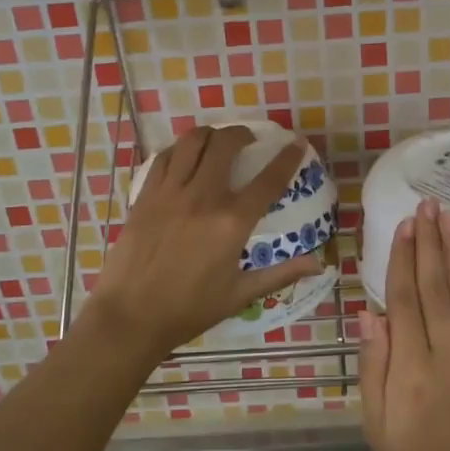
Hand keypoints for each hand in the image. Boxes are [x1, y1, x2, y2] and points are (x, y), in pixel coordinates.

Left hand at [84, 125, 322, 362]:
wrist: (130, 317)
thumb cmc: (189, 310)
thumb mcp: (240, 294)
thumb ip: (281, 273)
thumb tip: (319, 263)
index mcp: (232, 222)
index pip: (268, 180)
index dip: (286, 158)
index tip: (296, 143)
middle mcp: (203, 197)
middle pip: (225, 145)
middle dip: (241, 134)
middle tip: (248, 139)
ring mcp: (170, 193)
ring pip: (191, 142)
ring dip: (209, 134)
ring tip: (216, 140)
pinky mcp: (145, 196)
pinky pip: (163, 158)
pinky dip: (178, 150)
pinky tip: (183, 157)